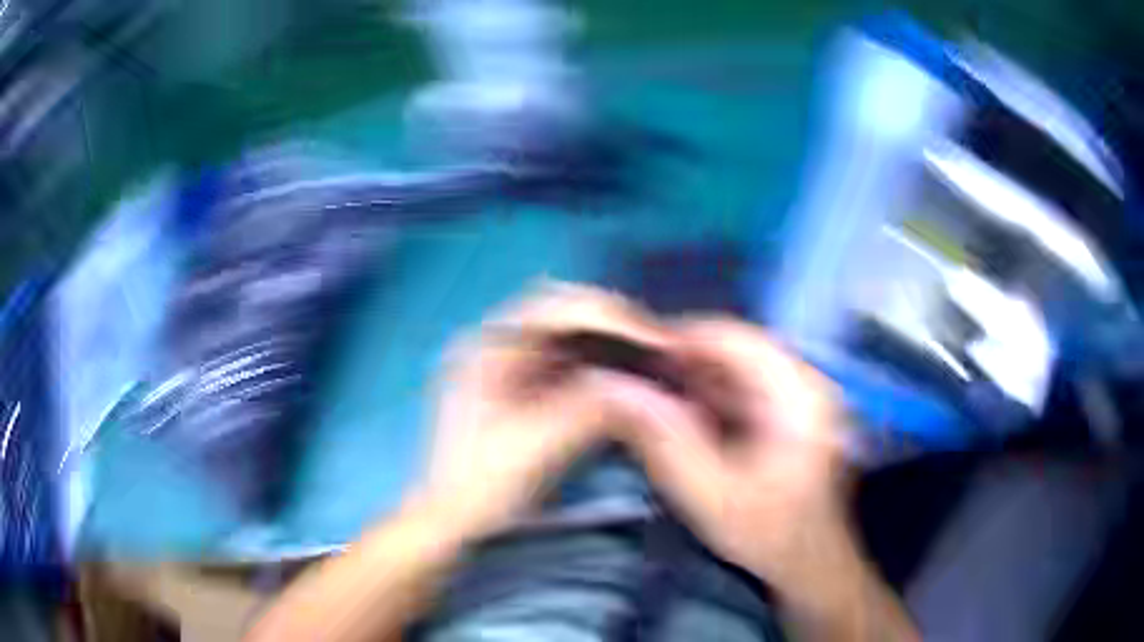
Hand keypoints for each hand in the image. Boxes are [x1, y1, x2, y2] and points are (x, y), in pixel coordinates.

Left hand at [417, 282, 669, 538]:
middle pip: (564, 309)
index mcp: (487, 346)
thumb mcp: (539, 444)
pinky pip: (567, 358)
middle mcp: (495, 341)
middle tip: (660, 344)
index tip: (658, 339)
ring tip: (652, 355)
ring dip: (610, 338)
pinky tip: (625, 375)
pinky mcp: (519, 384)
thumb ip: (592, 405)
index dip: (613, 315)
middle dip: (615, 321)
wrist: (453, 520)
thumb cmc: (485, 484)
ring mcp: (506, 361)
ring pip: (568, 332)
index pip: (557, 306)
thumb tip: (641, 384)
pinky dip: (599, 361)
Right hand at [604, 316, 852, 587]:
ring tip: (650, 401)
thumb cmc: (767, 533)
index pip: (729, 335)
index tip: (628, 360)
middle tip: (633, 386)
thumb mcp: (709, 494)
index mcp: (796, 392)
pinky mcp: (790, 406)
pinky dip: (708, 396)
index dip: (674, 340)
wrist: (808, 560)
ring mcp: (799, 391)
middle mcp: (803, 379)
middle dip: (680, 364)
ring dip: (692, 380)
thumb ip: (664, 440)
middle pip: (731, 346)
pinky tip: (684, 419)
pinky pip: (742, 384)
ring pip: (734, 364)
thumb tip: (614, 388)